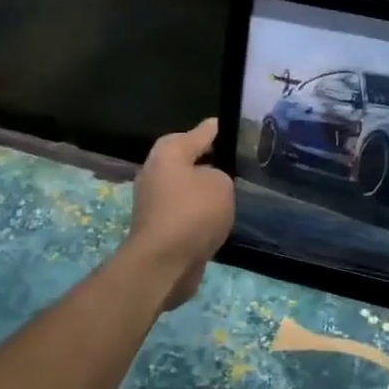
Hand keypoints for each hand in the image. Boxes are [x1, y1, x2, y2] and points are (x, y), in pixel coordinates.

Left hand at [126, 118, 235, 310]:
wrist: (164, 263)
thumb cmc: (192, 213)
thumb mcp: (220, 183)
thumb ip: (220, 174)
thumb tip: (209, 181)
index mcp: (168, 153)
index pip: (198, 133)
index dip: (214, 130)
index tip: (227, 126)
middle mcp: (156, 172)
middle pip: (187, 159)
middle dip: (208, 160)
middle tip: (234, 160)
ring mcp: (154, 201)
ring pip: (186, 187)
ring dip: (203, 189)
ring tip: (231, 189)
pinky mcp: (159, 227)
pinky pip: (185, 211)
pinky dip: (199, 212)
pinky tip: (218, 216)